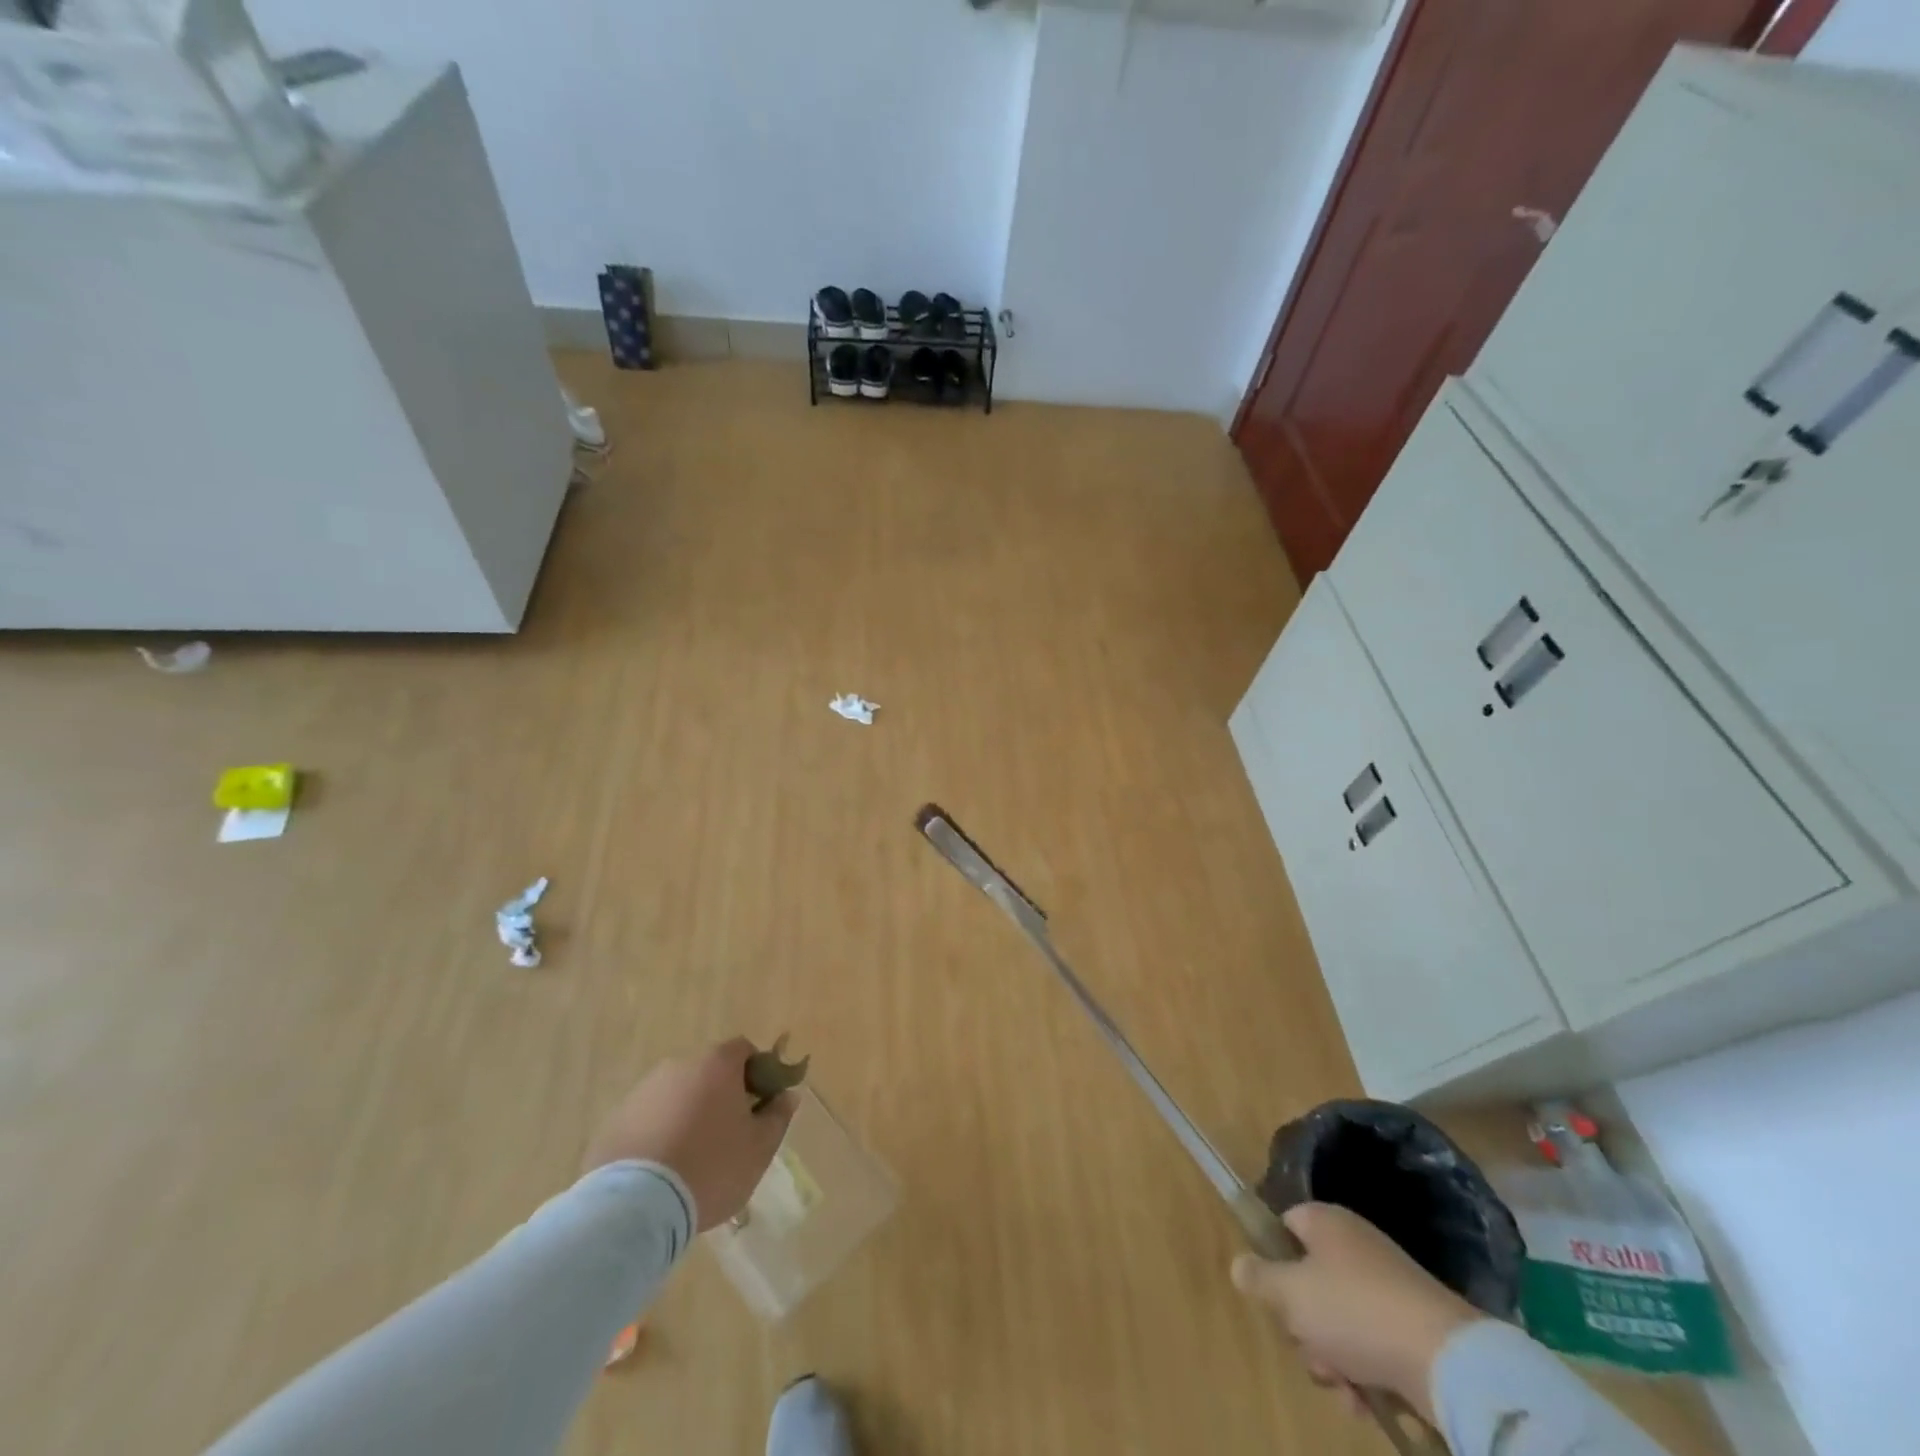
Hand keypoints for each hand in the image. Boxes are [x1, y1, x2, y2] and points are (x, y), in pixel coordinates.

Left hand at [581, 1037, 796, 1231]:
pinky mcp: (614, 1122)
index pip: (744, 1050)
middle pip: (708, 1073)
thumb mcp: (759, 1149)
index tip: (759, 1106)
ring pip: (676, 1096)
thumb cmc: (710, 1168)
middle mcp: (678, 1066)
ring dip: (687, 1116)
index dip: (757, 1073)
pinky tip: (660, 1172)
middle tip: (728, 1137)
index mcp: (716, 1064)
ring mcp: (642, 1092)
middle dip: (720, 1097)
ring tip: (690, 1161)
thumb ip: (778, 1116)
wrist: (633, 1206)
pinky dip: (658, 1136)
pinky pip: (647, 1121)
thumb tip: (787, 1095)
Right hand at [1230, 1202, 1480, 1423]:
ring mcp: (1387, 1285)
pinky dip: (1364, 1373)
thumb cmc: (1354, 1310)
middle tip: (1309, 1347)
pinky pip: (1372, 1344)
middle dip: (1304, 1324)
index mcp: (1325, 1221)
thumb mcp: (1290, 1293)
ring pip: (1339, 1320)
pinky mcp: (1413, 1326)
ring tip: (1344, 1385)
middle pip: (1309, 1280)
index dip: (1273, 1259)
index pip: (1284, 1225)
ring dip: (1332, 1357)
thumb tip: (1239, 1264)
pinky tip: (1367, 1400)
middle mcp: (1355, 1244)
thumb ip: (1258, 1277)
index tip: (1274, 1295)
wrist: (1447, 1361)